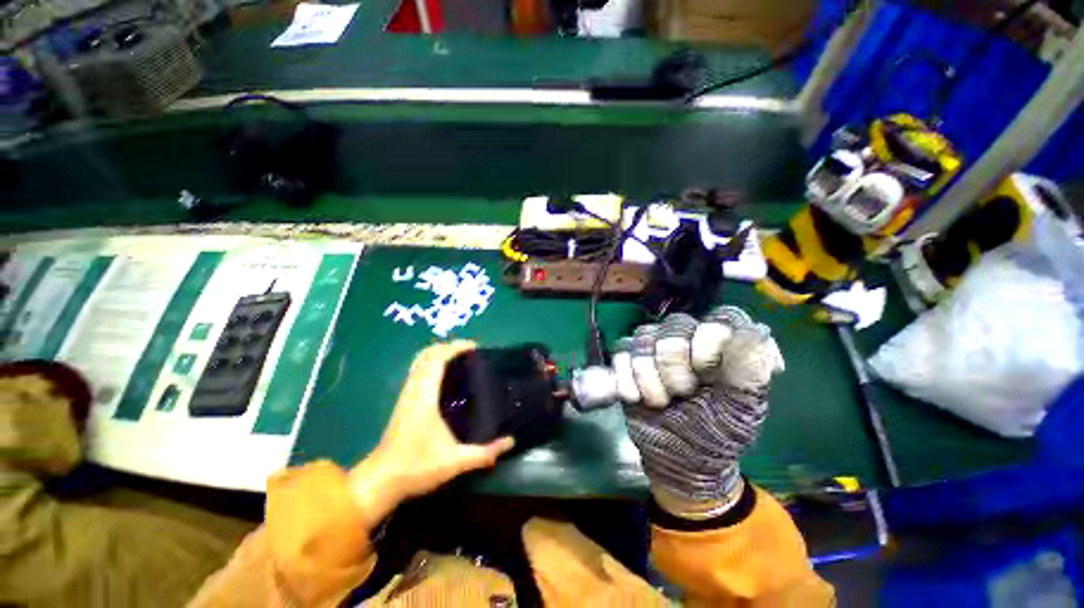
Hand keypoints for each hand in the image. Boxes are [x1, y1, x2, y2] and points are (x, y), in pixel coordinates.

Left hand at [349, 341, 514, 519]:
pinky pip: (417, 371)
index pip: (437, 359)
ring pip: (420, 362)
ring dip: (439, 354)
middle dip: (448, 347)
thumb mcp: (455, 462)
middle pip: (427, 355)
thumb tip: (510, 442)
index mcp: (425, 397)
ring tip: (461, 359)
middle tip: (470, 352)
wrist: (380, 481)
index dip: (455, 348)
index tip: (475, 347)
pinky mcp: (404, 401)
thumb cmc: (416, 468)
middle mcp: (413, 390)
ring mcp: (406, 394)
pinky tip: (445, 376)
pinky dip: (432, 364)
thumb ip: (484, 453)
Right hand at [615, 308, 783, 518]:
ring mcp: (656, 346)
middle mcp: (690, 339)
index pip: (721, 317)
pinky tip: (636, 397)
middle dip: (675, 367)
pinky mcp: (629, 359)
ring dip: (649, 377)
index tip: (705, 374)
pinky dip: (626, 378)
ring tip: (660, 401)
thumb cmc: (716, 434)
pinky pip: (620, 351)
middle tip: (683, 394)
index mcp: (724, 346)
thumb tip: (755, 331)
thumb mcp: (740, 410)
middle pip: (675, 325)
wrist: (677, 460)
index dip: (709, 341)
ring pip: (644, 338)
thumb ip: (749, 371)